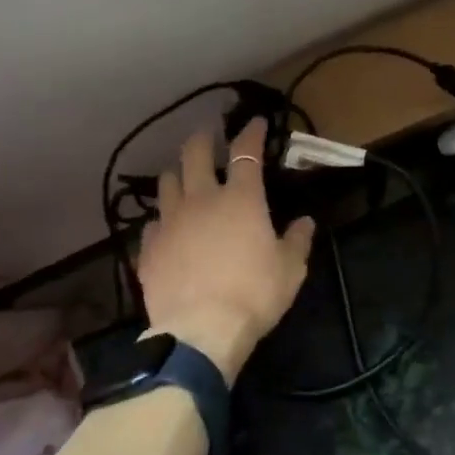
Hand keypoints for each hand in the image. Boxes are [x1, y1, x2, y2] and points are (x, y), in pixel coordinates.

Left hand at [136, 118, 316, 383]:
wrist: (201, 332)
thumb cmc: (254, 295)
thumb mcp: (290, 270)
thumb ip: (297, 241)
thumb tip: (305, 223)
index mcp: (241, 199)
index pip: (246, 152)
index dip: (251, 133)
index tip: (255, 122)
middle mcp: (201, 200)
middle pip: (194, 155)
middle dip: (202, 139)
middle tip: (208, 134)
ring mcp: (170, 223)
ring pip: (166, 183)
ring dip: (177, 174)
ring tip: (182, 176)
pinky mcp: (149, 249)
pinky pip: (152, 223)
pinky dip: (162, 219)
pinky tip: (167, 227)